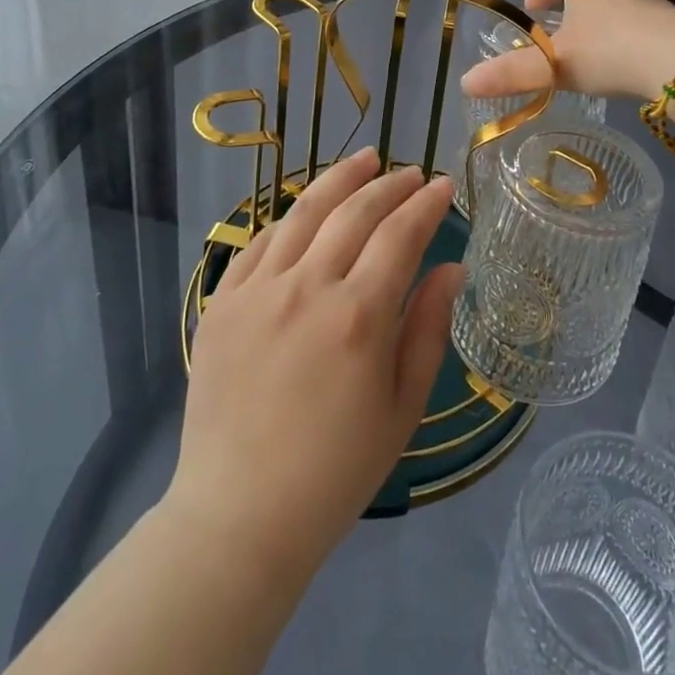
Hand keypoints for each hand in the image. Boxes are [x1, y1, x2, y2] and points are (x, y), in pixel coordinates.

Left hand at [163, 147, 461, 584]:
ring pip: (304, 212)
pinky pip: (260, 240)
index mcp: (358, 316)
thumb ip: (429, 327)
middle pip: (354, 211)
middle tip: (412, 171)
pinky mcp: (222, 302)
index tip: (443, 185)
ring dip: (339, 179)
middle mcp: (307, 288)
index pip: (400, 234)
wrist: (239, 515)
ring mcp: (257, 290)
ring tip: (364, 159)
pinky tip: (308, 209)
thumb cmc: (336, 470)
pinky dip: (291, 217)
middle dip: (390, 183)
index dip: (425, 203)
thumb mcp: (403, 406)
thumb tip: (452, 267)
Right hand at [459, 0, 674, 102]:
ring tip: (587, 52)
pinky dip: (623, 37)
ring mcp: (646, 0)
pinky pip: (638, 23)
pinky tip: (622, 65)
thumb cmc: (610, 51)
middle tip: (556, 33)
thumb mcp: (554, 66)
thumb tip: (465, 83)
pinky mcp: (670, 22)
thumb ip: (511, 74)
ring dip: (597, 22)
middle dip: (569, 5)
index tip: (532, 9)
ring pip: (613, 4)